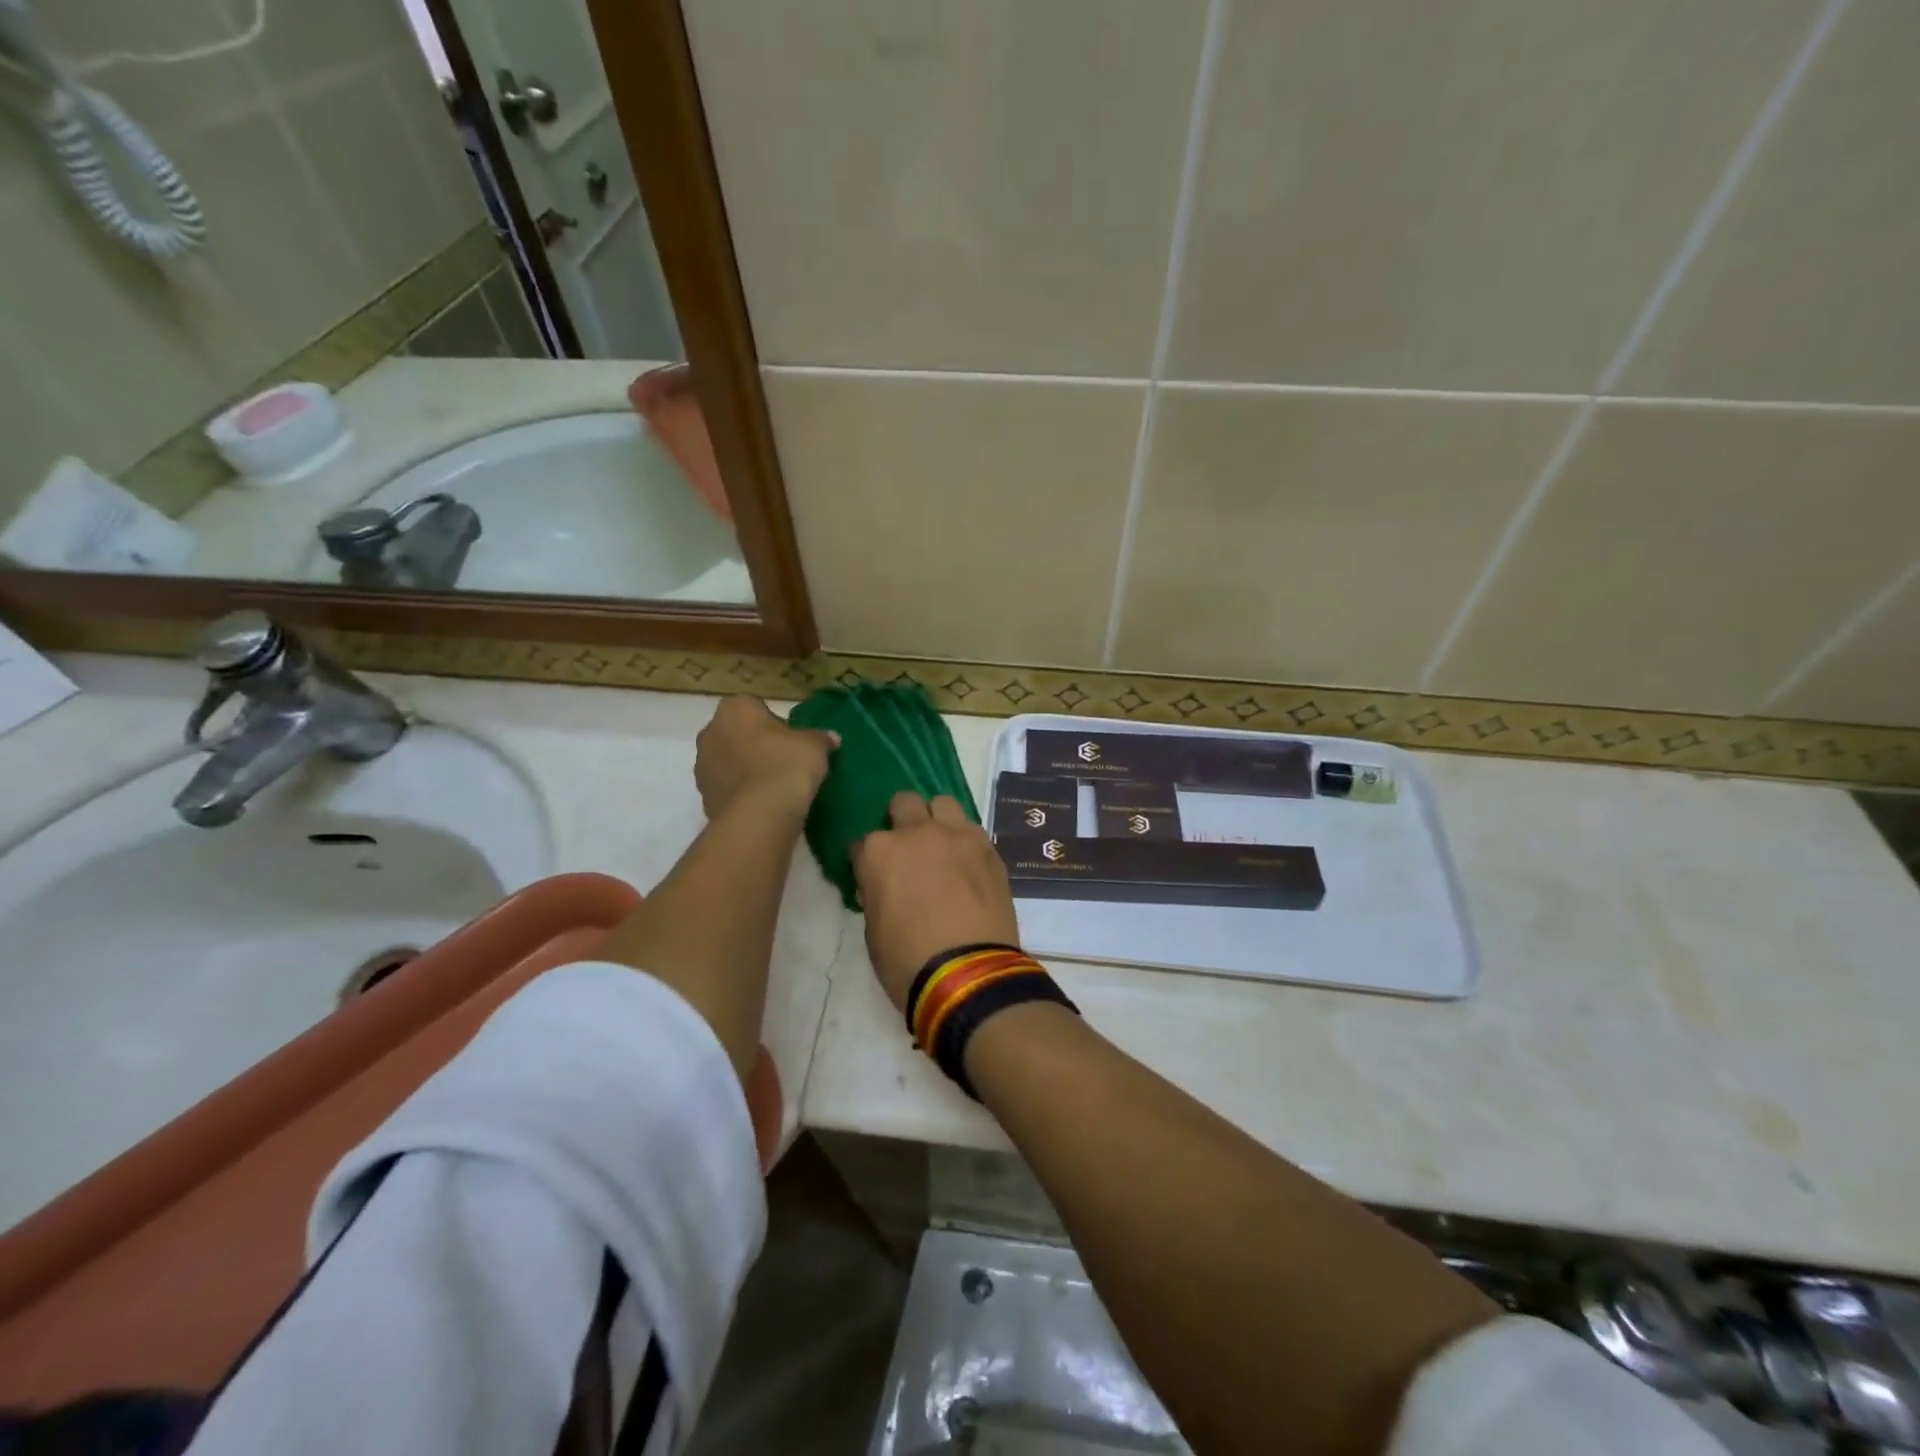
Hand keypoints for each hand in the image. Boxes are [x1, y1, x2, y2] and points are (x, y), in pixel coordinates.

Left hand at [694, 696, 835, 820]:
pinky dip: (742, 794)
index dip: (775, 724)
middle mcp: (710, 732)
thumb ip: (821, 738)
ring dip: (746, 770)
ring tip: (775, 787)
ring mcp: (702, 767)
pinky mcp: (704, 798)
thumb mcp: (815, 746)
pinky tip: (764, 805)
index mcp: (735, 709)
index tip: (792, 741)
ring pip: (729, 762)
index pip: (756, 707)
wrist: (760, 816)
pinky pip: (728, 789)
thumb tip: (830, 738)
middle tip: (785, 762)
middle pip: (738, 734)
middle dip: (757, 745)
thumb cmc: (786, 765)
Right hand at [851, 792, 1019, 1011]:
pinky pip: (972, 829)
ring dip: (937, 820)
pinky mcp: (989, 849)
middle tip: (907, 849)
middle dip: (901, 819)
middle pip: (904, 803)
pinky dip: (965, 840)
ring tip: (941, 847)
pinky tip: (967, 864)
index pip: (862, 842)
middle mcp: (918, 833)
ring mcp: (958, 836)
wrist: (968, 974)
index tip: (873, 876)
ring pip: (943, 803)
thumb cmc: (907, 960)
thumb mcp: (873, 931)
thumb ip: (875, 895)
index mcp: (880, 852)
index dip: (867, 860)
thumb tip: (881, 886)